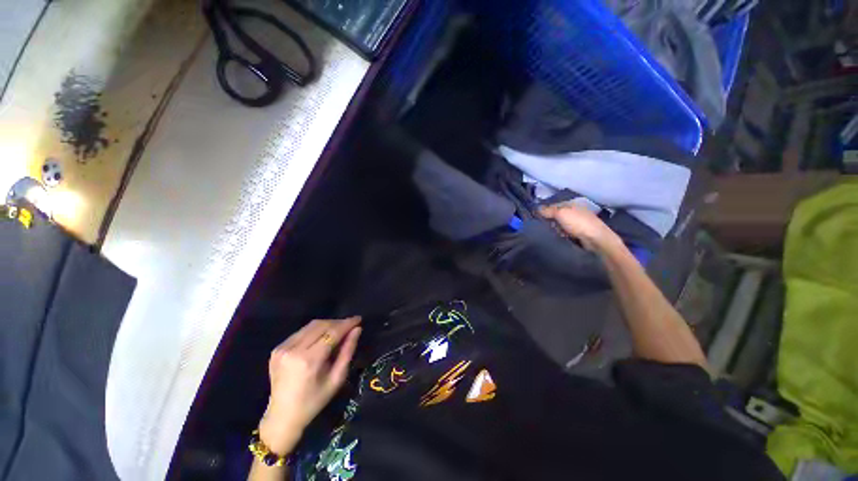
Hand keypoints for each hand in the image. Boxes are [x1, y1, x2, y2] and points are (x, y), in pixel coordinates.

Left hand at [258, 316, 362, 453]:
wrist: (282, 416)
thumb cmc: (314, 401)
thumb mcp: (337, 378)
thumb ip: (348, 351)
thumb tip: (357, 329)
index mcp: (309, 360)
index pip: (332, 332)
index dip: (347, 323)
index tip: (359, 319)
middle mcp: (293, 350)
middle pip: (321, 325)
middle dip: (338, 323)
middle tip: (350, 326)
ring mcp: (282, 349)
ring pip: (310, 326)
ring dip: (327, 325)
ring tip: (338, 331)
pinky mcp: (277, 349)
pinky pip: (301, 332)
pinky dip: (314, 331)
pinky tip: (320, 339)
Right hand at [539, 203, 619, 251]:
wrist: (596, 239)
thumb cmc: (578, 223)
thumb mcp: (560, 213)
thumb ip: (548, 210)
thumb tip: (536, 209)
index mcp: (571, 203)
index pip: (552, 205)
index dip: (544, 211)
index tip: (537, 218)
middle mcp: (574, 211)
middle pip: (555, 215)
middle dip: (550, 221)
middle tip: (548, 226)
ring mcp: (577, 222)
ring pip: (559, 224)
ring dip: (556, 229)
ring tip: (555, 233)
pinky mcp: (578, 232)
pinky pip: (564, 232)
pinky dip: (562, 234)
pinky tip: (562, 237)